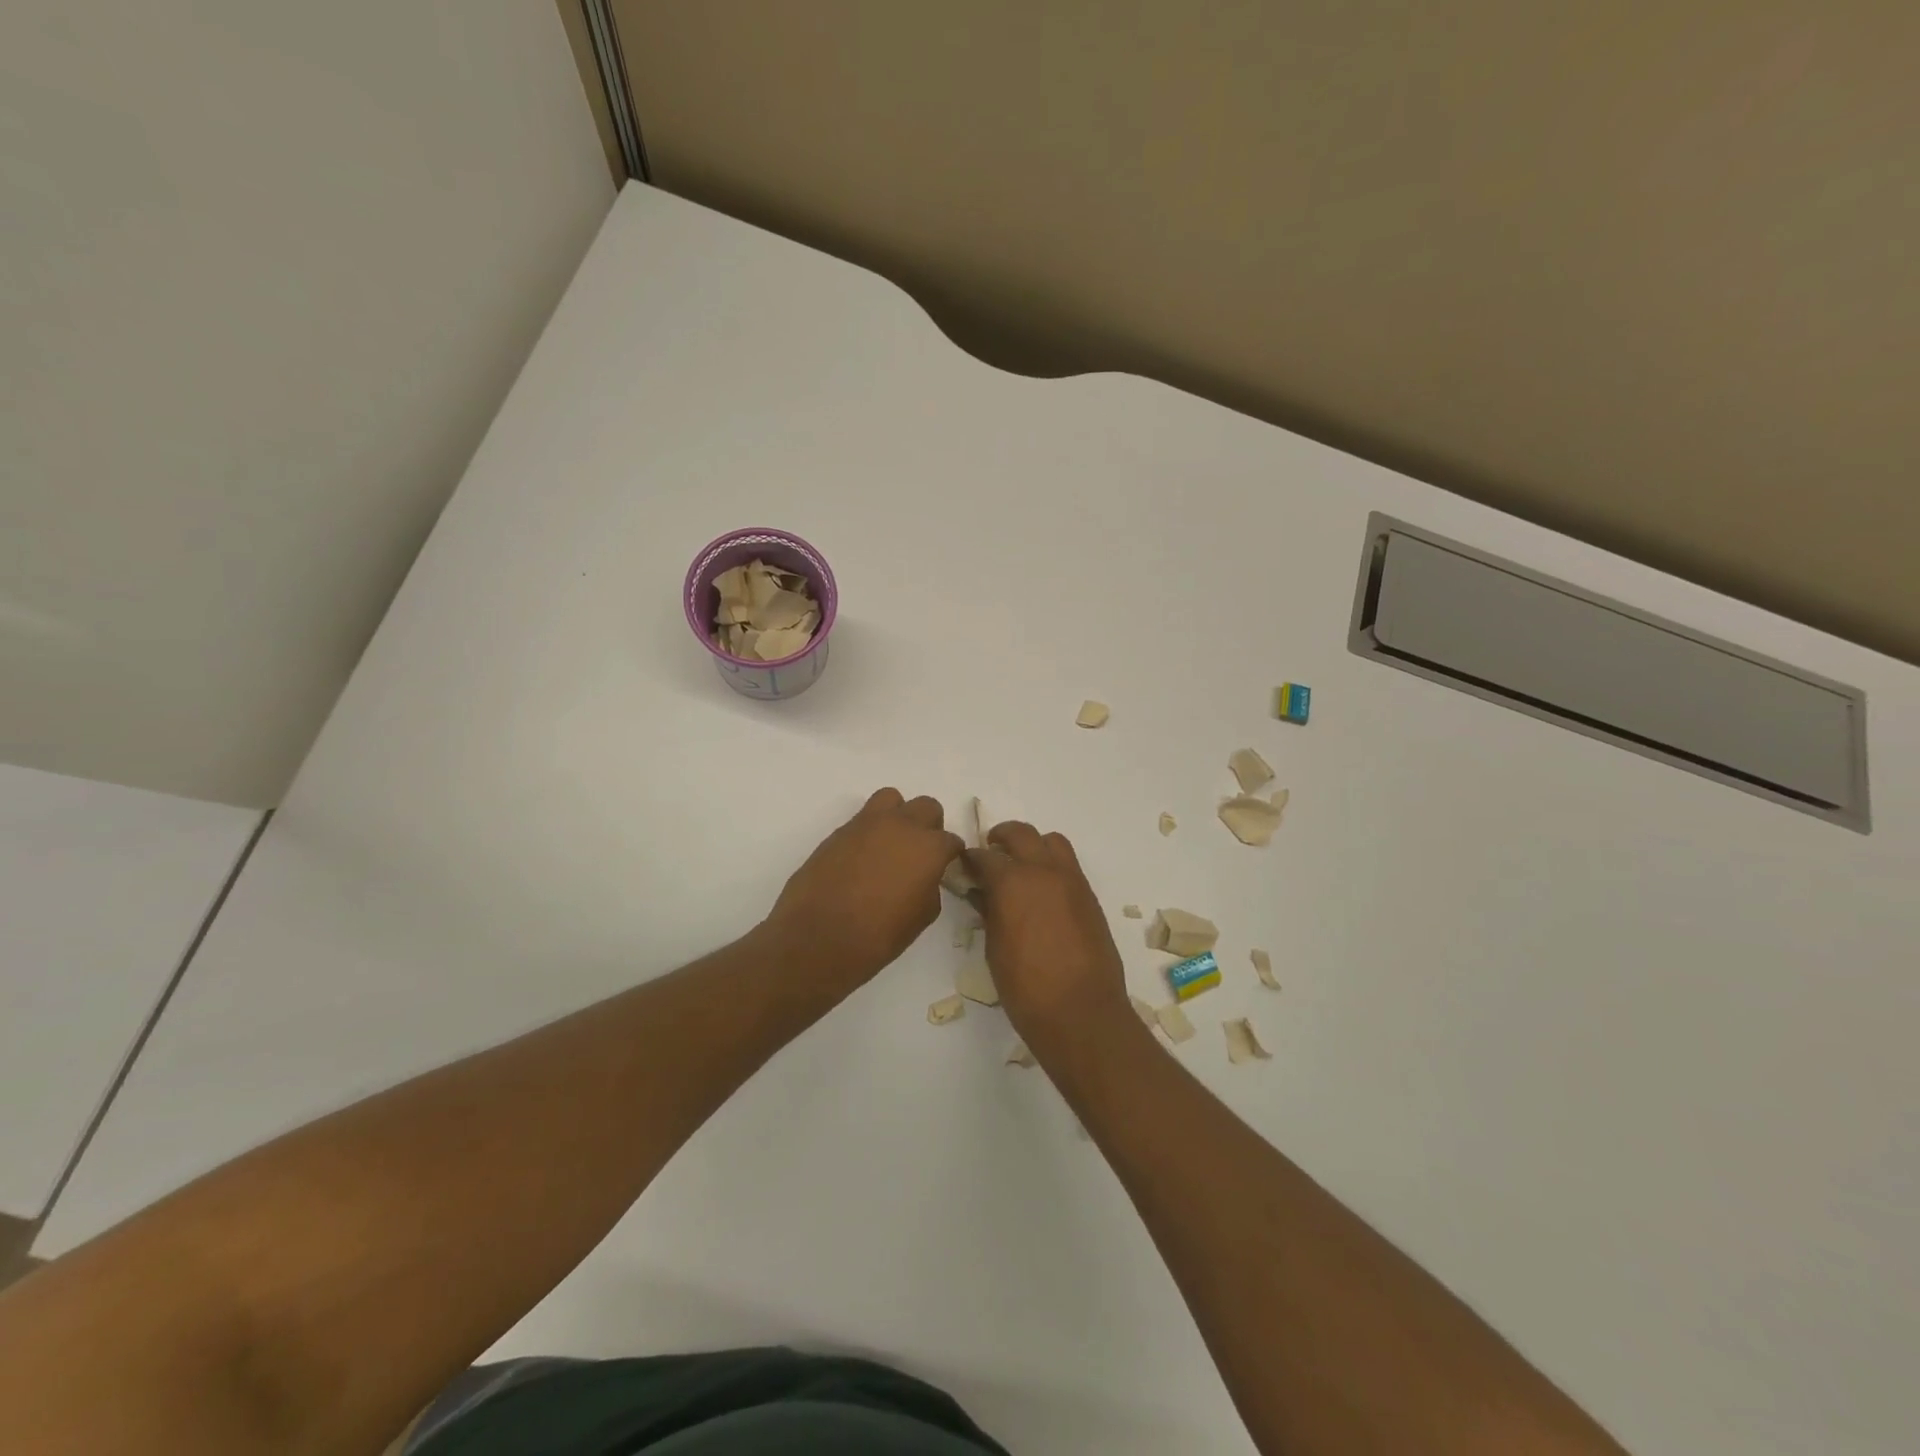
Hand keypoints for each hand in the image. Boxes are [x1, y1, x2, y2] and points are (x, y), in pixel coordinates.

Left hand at [765, 788, 964, 993]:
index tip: (944, 869)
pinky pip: (862, 820)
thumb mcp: (921, 917)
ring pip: (891, 799)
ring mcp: (867, 824)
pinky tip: (862, 859)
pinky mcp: (839, 831)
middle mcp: (901, 826)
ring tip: (890, 844)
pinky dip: (869, 832)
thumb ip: (930, 887)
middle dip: (928, 826)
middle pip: (926, 807)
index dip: (949, 855)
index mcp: (928, 847)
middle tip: (920, 853)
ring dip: (897, 816)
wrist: (819, 937)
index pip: (951, 840)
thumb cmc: (879, 935)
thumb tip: (924, 878)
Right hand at [967, 821, 1133, 1057]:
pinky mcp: (1089, 896)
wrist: (1081, 1011)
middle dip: (1002, 837)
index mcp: (1013, 882)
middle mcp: (1044, 871)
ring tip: (1021, 864)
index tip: (964, 865)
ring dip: (1033, 845)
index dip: (971, 859)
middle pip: (1021, 834)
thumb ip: (989, 912)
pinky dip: (1052, 865)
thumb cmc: (1026, 987)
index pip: (985, 857)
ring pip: (1052, 842)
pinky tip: (1042, 890)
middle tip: (990, 851)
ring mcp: (1071, 881)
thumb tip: (983, 894)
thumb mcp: (995, 948)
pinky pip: (1068, 865)